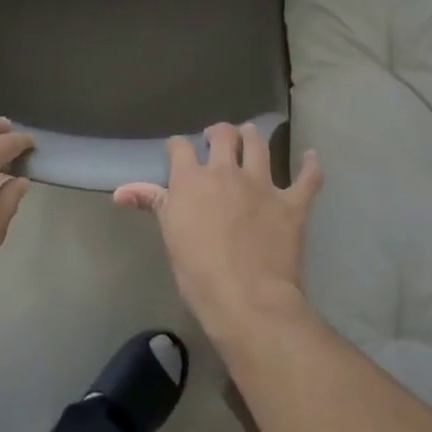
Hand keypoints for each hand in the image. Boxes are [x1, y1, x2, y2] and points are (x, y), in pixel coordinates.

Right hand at [115, 123, 321, 344]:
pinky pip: (307, 178)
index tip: (178, 152)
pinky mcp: (292, 203)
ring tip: (250, 137)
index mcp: (192, 179)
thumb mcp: (169, 234)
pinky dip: (311, 166)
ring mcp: (262, 184)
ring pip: (259, 145)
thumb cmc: (197, 270)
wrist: (246, 297)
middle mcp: (226, 172)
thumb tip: (120, 191)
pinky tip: (311, 157)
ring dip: (253, 137)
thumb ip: (151, 203)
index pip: (180, 147)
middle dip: (219, 133)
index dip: (178, 147)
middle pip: (223, 135)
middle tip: (218, 139)